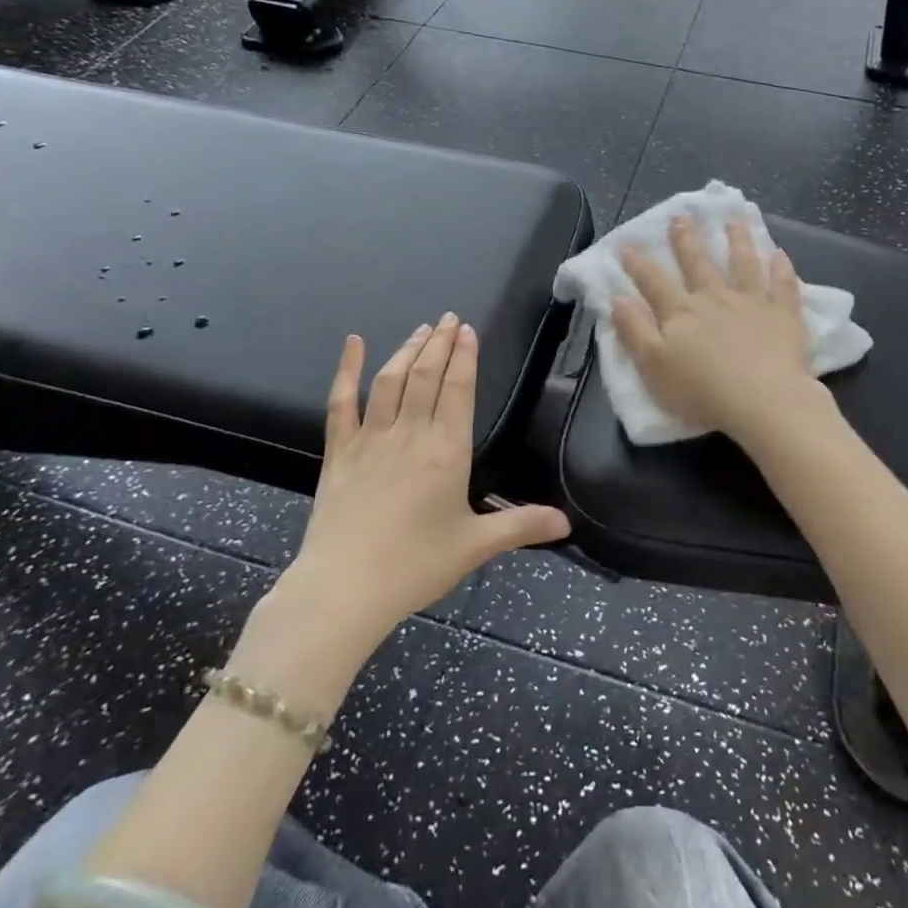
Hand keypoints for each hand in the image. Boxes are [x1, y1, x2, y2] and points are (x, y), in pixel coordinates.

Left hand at [274, 316, 571, 656]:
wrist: (344, 589)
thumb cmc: (415, 566)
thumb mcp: (475, 546)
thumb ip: (521, 527)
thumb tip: (567, 523)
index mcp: (446, 451)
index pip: (458, 389)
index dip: (464, 356)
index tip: (467, 330)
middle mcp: (410, 434)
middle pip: (426, 376)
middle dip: (440, 343)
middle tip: (449, 318)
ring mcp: (371, 439)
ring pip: (391, 381)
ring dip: (408, 350)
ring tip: (422, 329)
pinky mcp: (340, 452)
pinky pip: (342, 403)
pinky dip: (348, 370)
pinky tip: (353, 344)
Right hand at [614, 216, 819, 439]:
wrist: (762, 402)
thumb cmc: (701, 392)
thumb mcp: (653, 366)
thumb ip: (635, 331)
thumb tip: (618, 298)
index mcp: (681, 313)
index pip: (653, 282)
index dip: (638, 264)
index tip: (626, 245)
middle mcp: (714, 298)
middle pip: (698, 263)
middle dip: (686, 240)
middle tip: (681, 217)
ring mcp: (751, 303)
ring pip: (742, 264)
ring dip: (737, 241)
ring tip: (733, 221)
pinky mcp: (783, 315)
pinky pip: (783, 286)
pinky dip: (781, 269)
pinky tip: (780, 254)